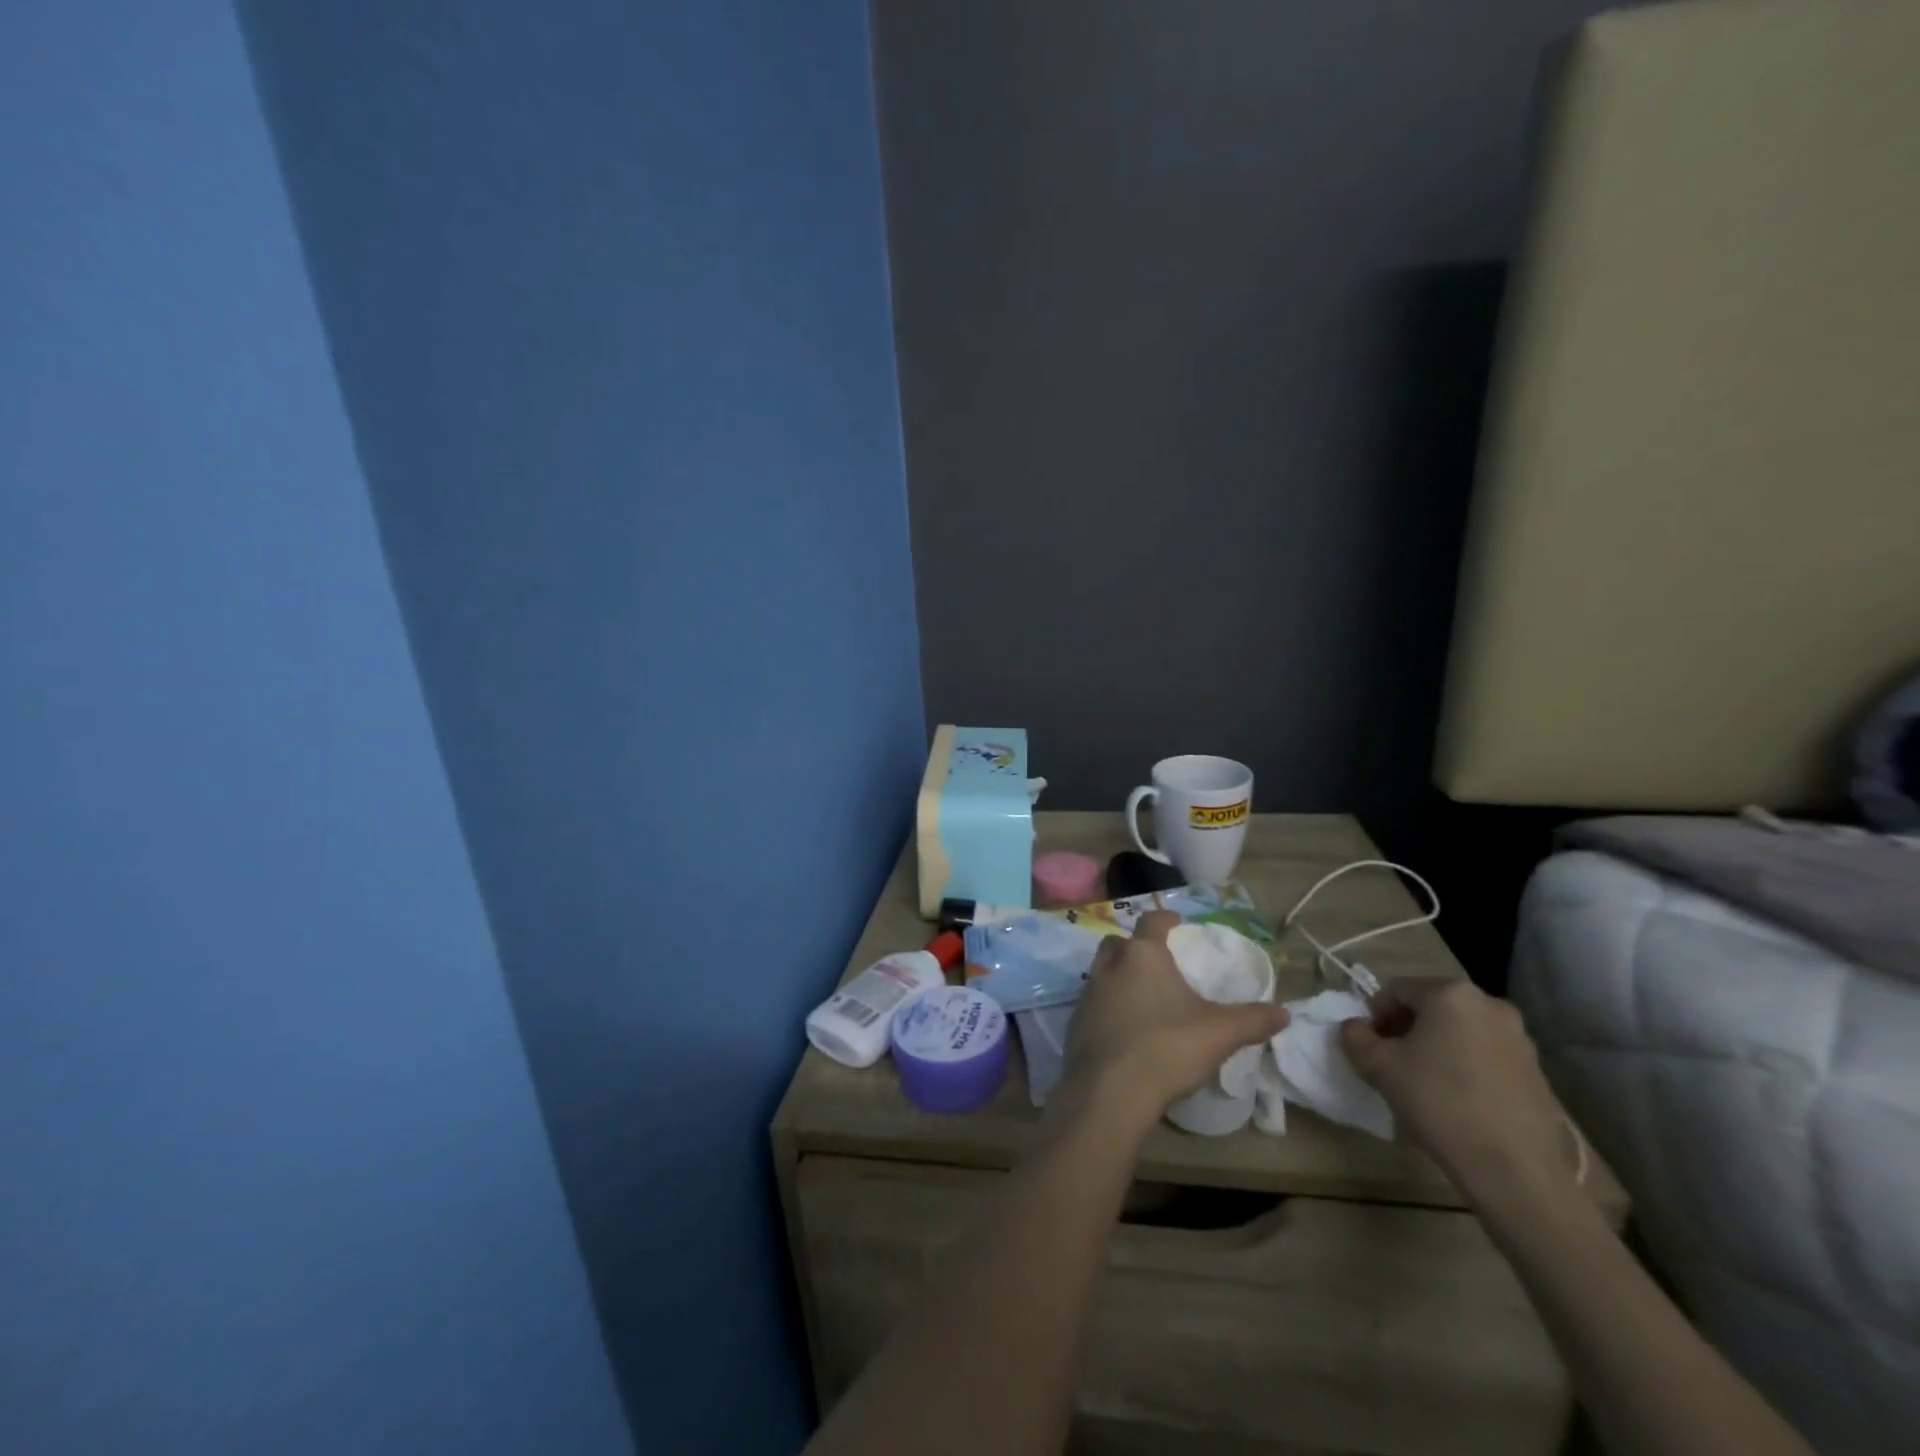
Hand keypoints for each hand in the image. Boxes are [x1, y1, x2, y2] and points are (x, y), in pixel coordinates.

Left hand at [1057, 912, 1288, 1136]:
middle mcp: (1109, 967)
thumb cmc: (1167, 1047)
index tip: (1175, 921)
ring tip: (1141, 996)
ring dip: (1118, 977)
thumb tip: (1284, 1012)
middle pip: (1117, 943)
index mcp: (1142, 956)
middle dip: (1133, 946)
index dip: (1164, 919)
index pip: (1150, 922)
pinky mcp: (1074, 1024)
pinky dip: (1107, 1008)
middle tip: (1154, 960)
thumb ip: (1252, 1019)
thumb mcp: (1220, 1033)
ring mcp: (1087, 995)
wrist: (1110, 1090)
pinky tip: (1124, 1029)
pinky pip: (1092, 1005)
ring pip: (1101, 972)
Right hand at [1340, 978, 1574, 1209]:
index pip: (1395, 990)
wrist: (1516, 1171)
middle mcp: (1489, 1004)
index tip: (1369, 1046)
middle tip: (1392, 1062)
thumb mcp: (1378, 1067)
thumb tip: (1356, 1028)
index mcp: (1450, 993)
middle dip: (1405, 1029)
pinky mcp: (1537, 1070)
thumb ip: (1354, 1036)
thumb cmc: (1440, 1104)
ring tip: (1424, 1083)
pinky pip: (1485, 1054)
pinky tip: (1457, 1099)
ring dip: (1435, 1046)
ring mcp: (1519, 1038)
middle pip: (1430, 1007)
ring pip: (1458, 1030)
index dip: (1374, 1015)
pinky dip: (1464, 1065)